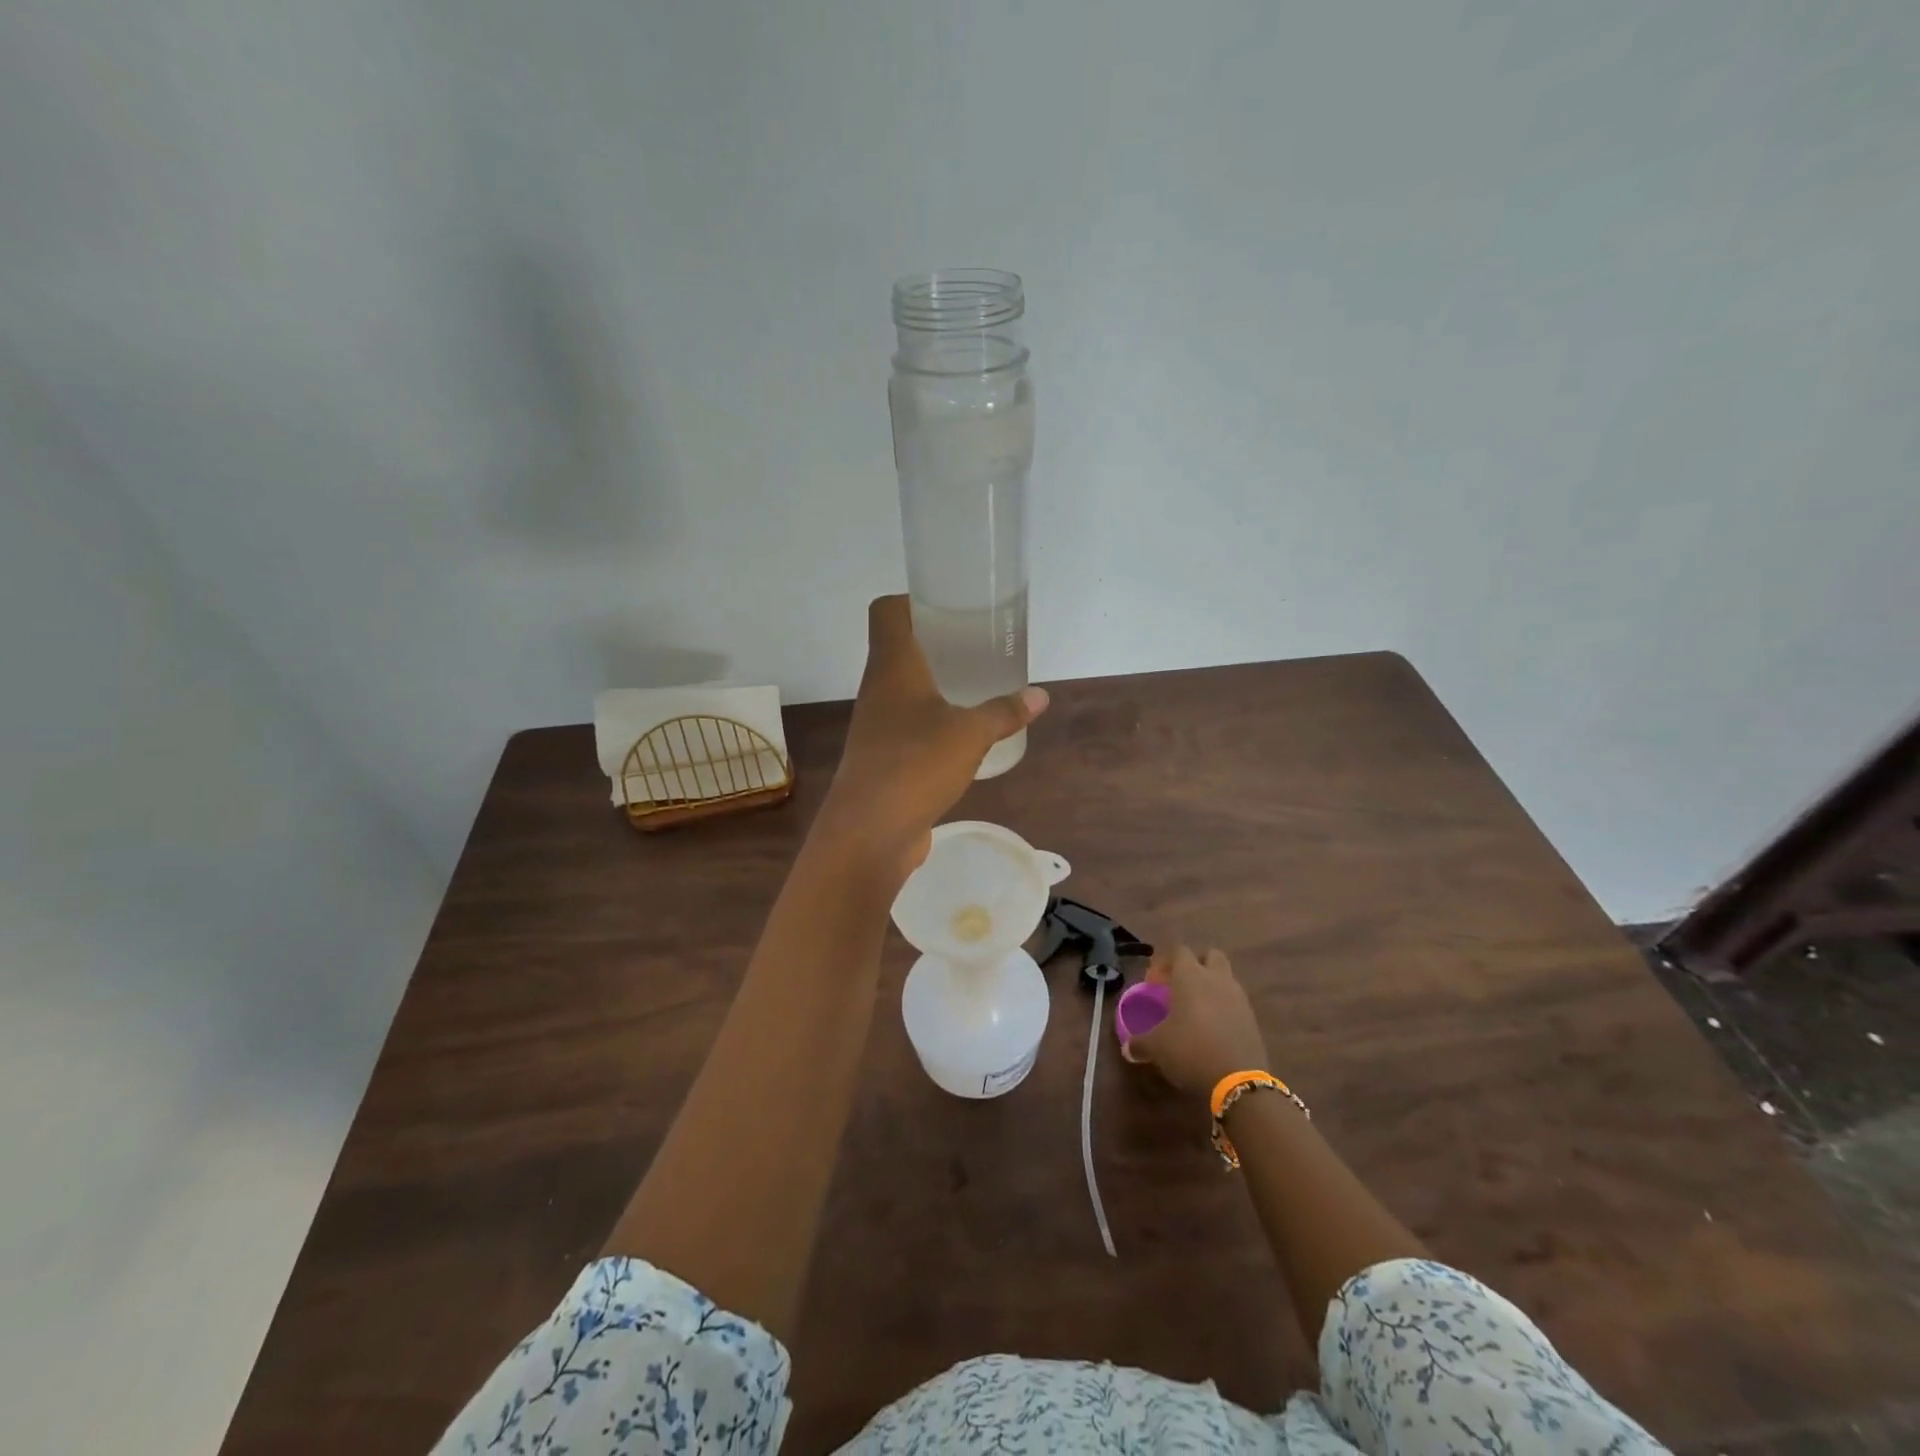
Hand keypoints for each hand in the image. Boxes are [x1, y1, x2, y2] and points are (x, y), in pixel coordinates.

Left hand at [817, 596, 1047, 870]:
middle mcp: (877, 688)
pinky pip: (907, 724)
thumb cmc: (916, 764)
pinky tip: (960, 733)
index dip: (911, 600)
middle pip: (898, 647)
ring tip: (974, 684)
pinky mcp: (881, 757)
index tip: (948, 605)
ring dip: (933, 683)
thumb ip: (1004, 712)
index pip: (886, 612)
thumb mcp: (971, 734)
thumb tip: (1039, 695)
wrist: (870, 831)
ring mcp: (876, 725)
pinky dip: (931, 719)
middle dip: (934, 641)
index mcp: (892, 666)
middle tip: (975, 643)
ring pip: (903, 688)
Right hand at [1124, 946, 1270, 1097]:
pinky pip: (1236, 1002)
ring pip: (1226, 977)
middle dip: (1197, 964)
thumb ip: (1139, 1042)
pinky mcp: (1252, 1019)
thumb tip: (1127, 1048)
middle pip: (1211, 955)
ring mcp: (1239, 998)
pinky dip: (1225, 1007)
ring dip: (1213, 985)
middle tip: (1181, 985)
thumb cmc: (1190, 1050)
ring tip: (1198, 1009)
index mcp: (1191, 976)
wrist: (1238, 1082)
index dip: (1164, 963)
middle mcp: (1217, 979)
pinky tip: (1214, 1028)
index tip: (1153, 983)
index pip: (1179, 951)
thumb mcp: (1156, 1047)